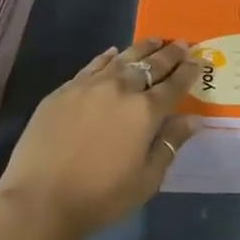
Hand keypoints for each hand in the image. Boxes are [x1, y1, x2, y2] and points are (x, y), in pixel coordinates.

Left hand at [0, 38, 202, 239]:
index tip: (198, 60)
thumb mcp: (146, 179)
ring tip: (155, 40)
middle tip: (182, 43)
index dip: (188, 72)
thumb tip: (193, 119)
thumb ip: (170, 144)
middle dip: (169, 54)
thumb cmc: (100, 197)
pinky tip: (113, 52)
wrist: (40, 200)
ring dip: (142, 48)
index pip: (173, 85)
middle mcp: (120, 89)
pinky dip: (107, 57)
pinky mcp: (64, 90)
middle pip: (150, 65)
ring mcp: (89, 86)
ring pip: (122, 58)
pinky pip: (92, 65)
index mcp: (145, 111)